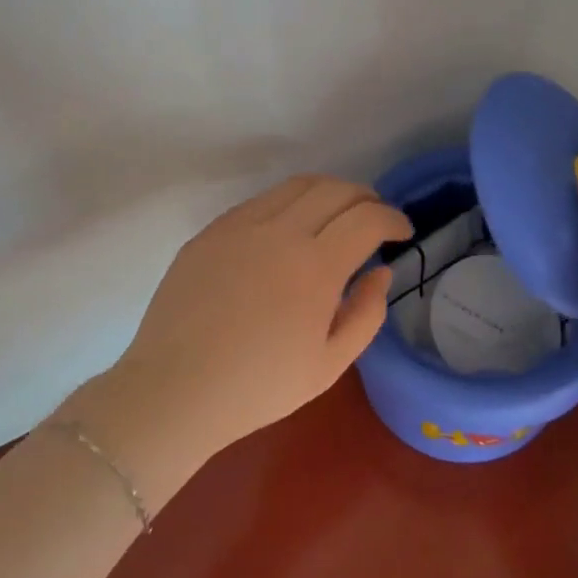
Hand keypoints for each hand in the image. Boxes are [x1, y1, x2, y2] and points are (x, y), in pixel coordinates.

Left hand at [60, 176, 411, 488]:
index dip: (393, 218)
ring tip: (336, 213)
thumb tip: (380, 271)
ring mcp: (240, 227)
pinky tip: (288, 228)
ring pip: (296, 186)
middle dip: (366, 197)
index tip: (402, 232)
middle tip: (374, 217)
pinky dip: (288, 203)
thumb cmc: (259, 387)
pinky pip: (260, 202)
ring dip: (328, 192)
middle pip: (336, 190)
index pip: (367, 218)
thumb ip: (367, 313)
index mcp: (316, 266)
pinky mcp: (211, 232)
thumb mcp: (330, 364)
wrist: (175, 391)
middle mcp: (280, 232)